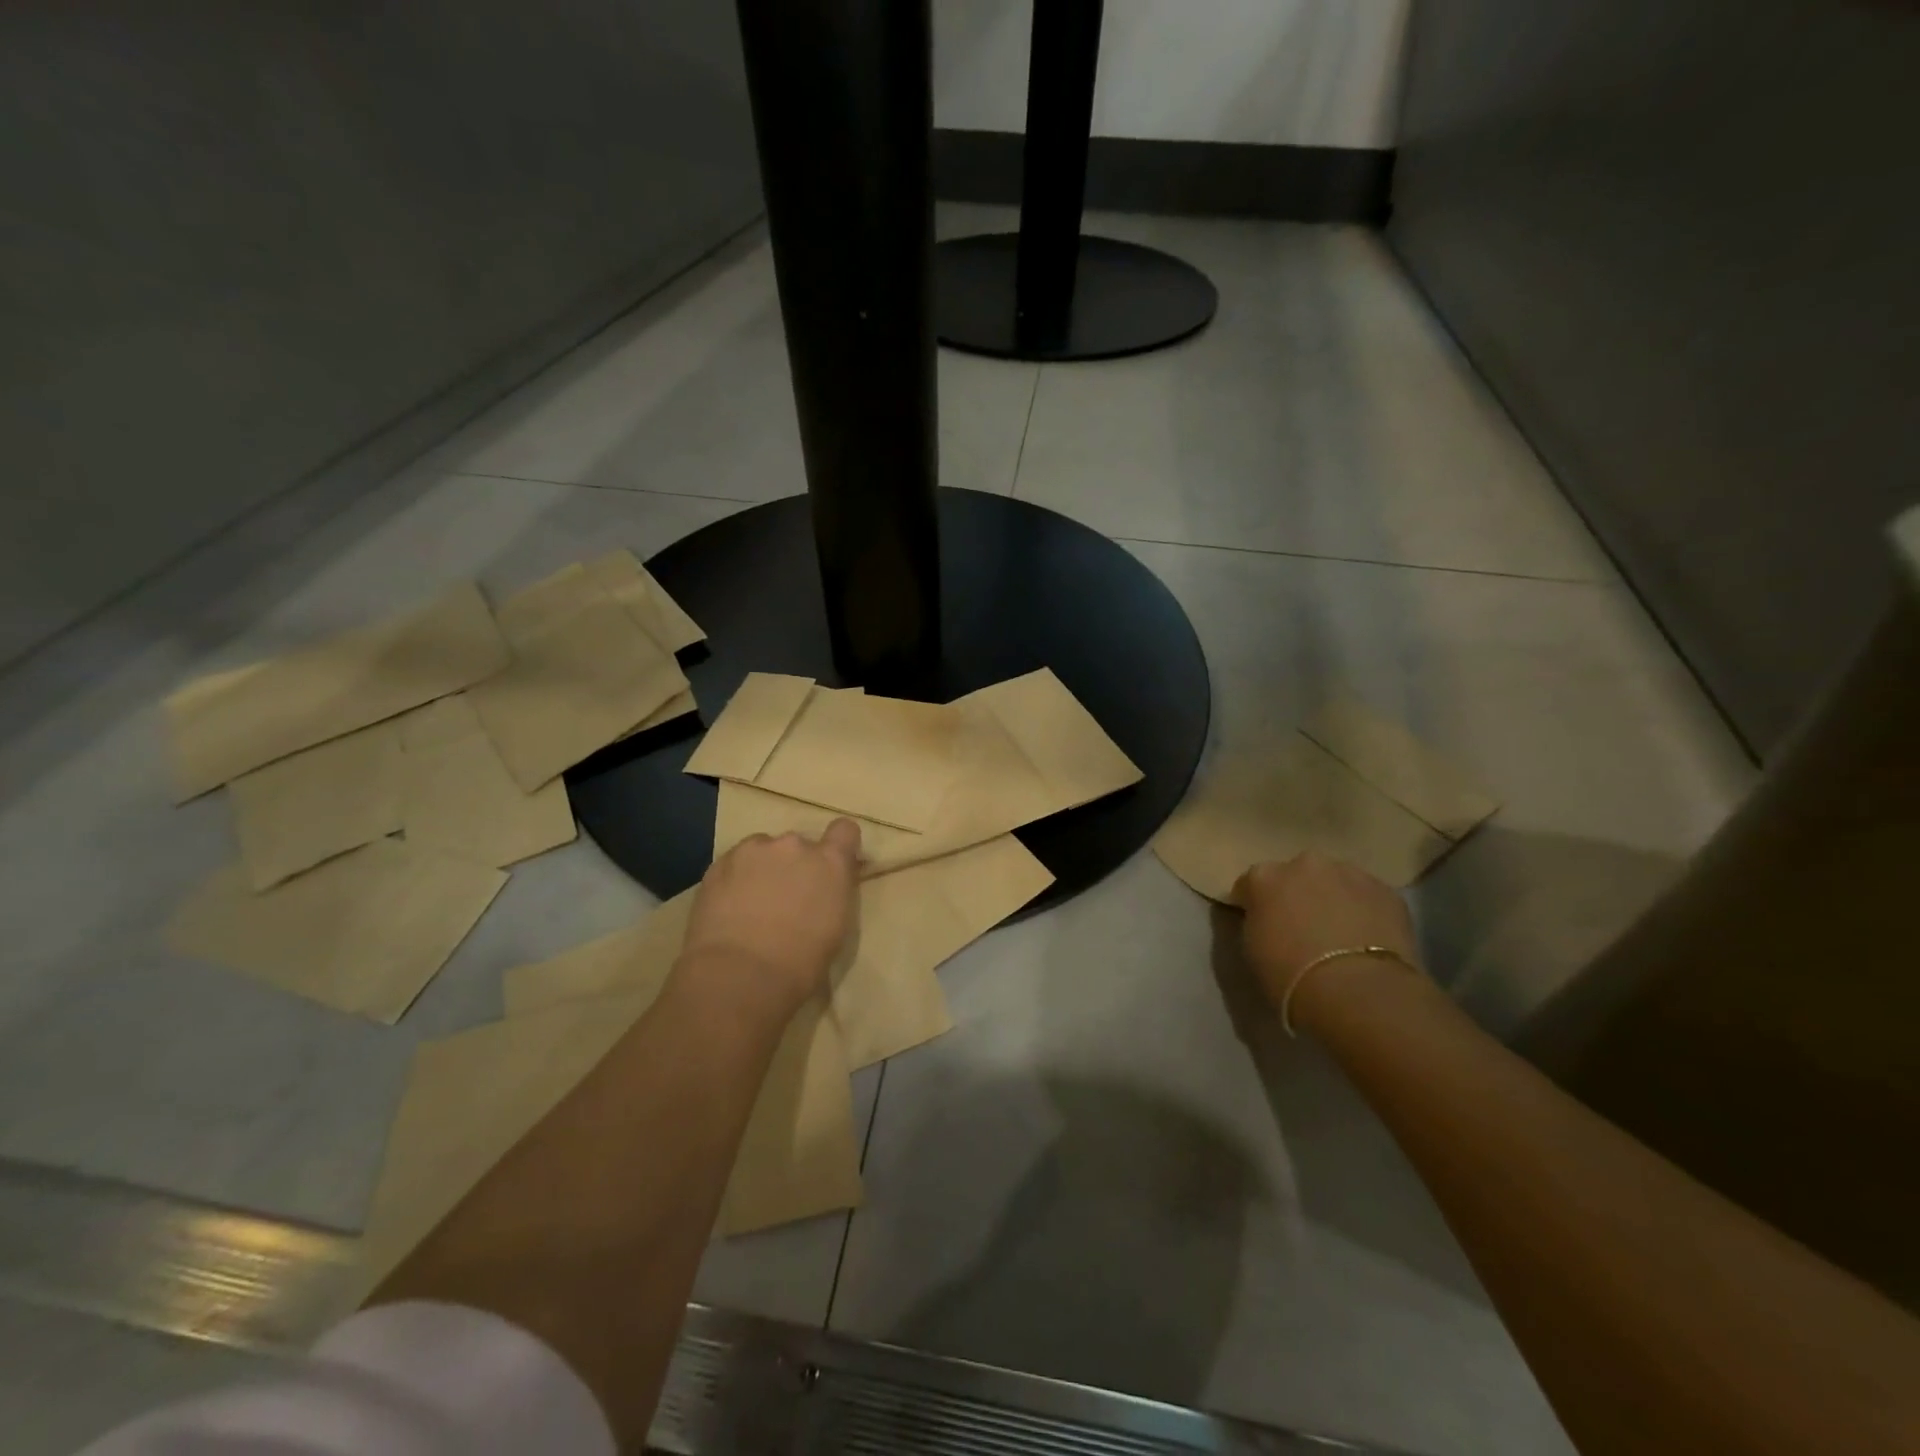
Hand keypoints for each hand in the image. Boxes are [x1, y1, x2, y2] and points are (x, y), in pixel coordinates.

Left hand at [678, 820, 862, 1021]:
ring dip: (763, 868)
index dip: (838, 845)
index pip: (845, 831)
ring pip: (763, 851)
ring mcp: (754, 850)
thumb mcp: (836, 928)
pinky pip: (734, 863)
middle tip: (785, 899)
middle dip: (794, 866)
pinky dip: (735, 878)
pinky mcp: (719, 863)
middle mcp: (795, 845)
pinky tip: (728, 908)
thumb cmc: (801, 964)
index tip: (830, 866)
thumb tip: (825, 889)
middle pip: (799, 845)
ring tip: (751, 903)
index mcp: (830, 863)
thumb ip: (833, 895)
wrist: (740, 975)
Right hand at [1234, 853, 1422, 1021]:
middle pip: (1296, 875)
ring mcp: (1349, 873)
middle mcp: (1304, 864)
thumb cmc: (1289, 974)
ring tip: (1340, 934)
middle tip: (1303, 928)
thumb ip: (1258, 922)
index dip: (1254, 905)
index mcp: (1264, 876)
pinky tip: (1367, 939)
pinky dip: (1365, 912)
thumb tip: (1270, 920)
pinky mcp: (1387, 891)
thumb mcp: (1252, 949)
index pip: (1250, 885)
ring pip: (1336, 881)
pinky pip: (1368, 898)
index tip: (1260, 926)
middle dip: (1298, 894)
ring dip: (1333, 899)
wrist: (1355, 990)